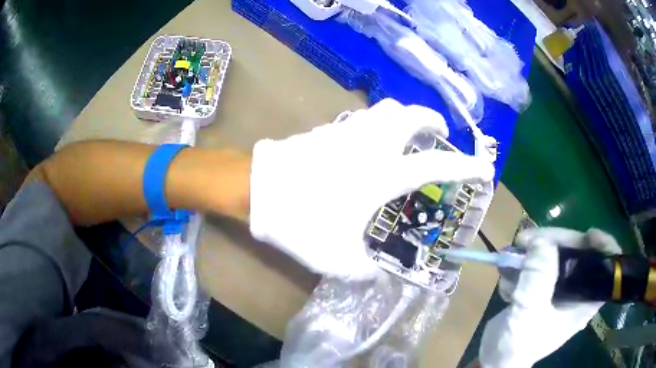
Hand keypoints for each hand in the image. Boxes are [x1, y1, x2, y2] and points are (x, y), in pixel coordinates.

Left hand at [249, 98, 493, 279]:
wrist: (257, 190)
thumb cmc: (301, 220)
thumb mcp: (337, 258)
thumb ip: (365, 270)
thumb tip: (378, 272)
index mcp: (383, 173)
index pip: (437, 163)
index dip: (466, 165)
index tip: (485, 167)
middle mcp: (372, 143)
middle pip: (411, 114)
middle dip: (431, 119)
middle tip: (438, 132)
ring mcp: (348, 130)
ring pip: (386, 109)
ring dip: (404, 117)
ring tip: (408, 134)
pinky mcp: (328, 129)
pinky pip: (363, 118)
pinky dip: (378, 123)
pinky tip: (371, 142)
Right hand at [479, 227, 621, 367]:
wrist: (495, 360)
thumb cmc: (519, 344)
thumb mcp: (529, 313)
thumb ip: (538, 278)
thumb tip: (541, 240)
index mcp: (585, 300)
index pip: (608, 267)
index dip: (603, 245)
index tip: (588, 234)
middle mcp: (577, 291)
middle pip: (578, 252)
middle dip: (554, 241)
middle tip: (526, 239)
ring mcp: (559, 288)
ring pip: (556, 254)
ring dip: (533, 251)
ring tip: (509, 255)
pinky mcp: (543, 288)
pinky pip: (539, 264)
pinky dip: (523, 264)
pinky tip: (506, 275)